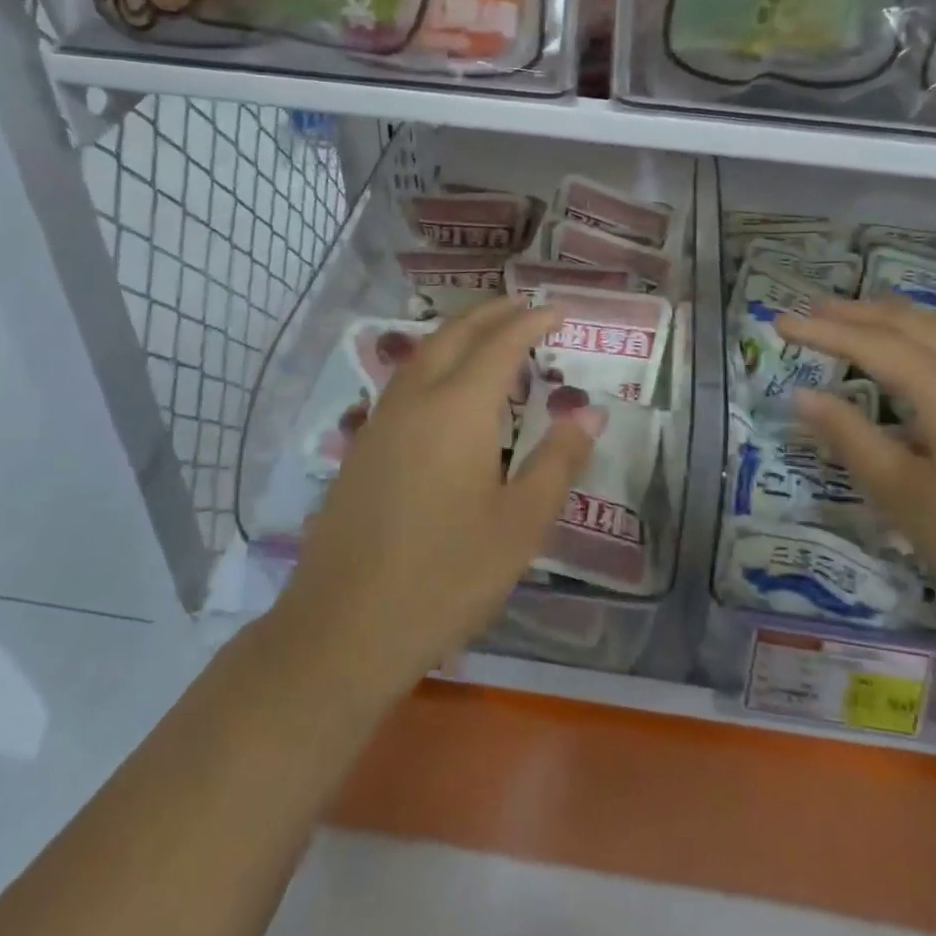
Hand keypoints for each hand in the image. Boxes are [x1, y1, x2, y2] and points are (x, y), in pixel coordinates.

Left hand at [269, 298, 597, 706]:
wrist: (344, 628)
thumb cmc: (446, 576)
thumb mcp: (520, 523)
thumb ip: (558, 461)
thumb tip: (591, 412)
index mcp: (458, 408)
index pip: (501, 344)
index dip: (532, 322)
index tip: (559, 311)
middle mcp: (416, 399)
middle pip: (455, 334)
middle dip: (492, 313)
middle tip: (525, 306)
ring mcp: (380, 421)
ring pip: (423, 353)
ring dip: (459, 333)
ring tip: (489, 336)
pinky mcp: (362, 447)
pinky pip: (404, 381)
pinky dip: (435, 362)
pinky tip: (445, 390)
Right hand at [777, 296, 935, 650]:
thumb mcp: (905, 496)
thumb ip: (851, 439)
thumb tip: (804, 395)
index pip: (871, 344)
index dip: (822, 331)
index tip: (779, 322)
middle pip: (912, 324)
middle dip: (860, 313)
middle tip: (815, 308)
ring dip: (898, 319)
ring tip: (864, 318)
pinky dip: (928, 340)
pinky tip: (922, 366)